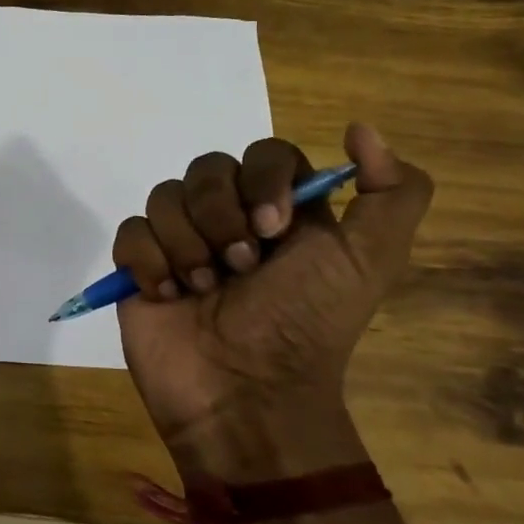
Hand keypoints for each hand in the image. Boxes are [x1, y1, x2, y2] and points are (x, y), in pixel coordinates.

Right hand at [113, 123, 432, 480]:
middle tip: (239, 267)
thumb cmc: (305, 326)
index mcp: (281, 212)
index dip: (263, 180)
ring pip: (164, 197)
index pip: (264, 154)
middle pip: (207, 169)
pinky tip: (167, 294)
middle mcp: (229, 219)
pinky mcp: (140, 267)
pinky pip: (131, 231)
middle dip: (220, 216)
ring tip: (202, 290)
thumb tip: (360, 128)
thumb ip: (392, 194)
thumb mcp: (371, 261)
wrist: (244, 394)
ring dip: (187, 245)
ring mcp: (180, 242)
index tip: (273, 227)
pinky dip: (148, 261)